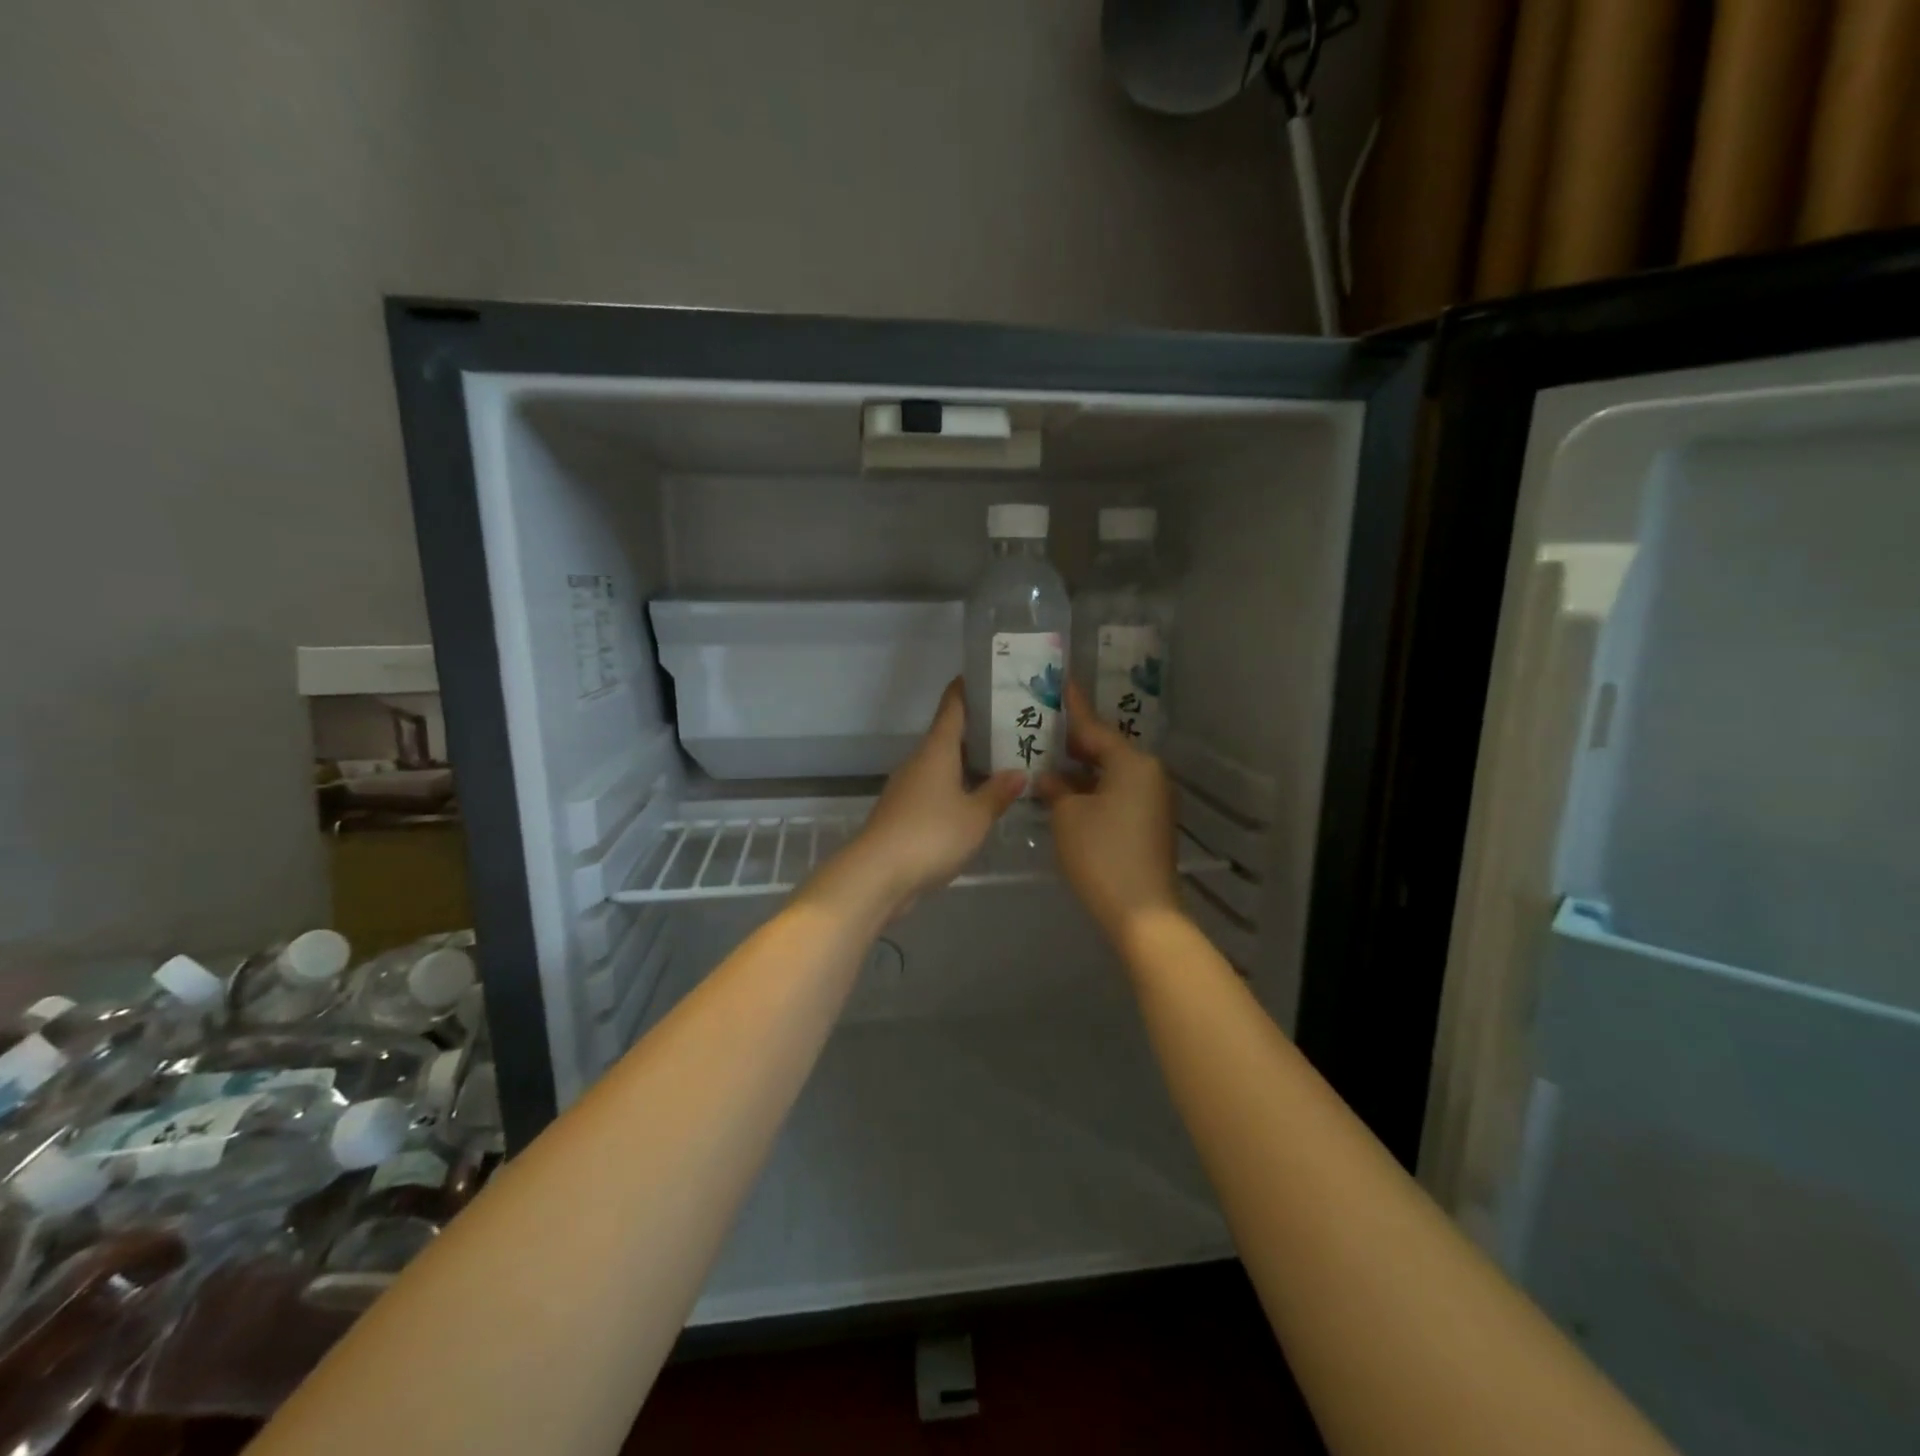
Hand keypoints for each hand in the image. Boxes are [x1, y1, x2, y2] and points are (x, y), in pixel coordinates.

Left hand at [832, 679, 1024, 914]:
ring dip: (969, 763)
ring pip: (943, 765)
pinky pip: (936, 791)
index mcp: (936, 750)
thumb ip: (997, 794)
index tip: (987, 676)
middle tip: (1014, 727)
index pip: (952, 707)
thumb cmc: (930, 834)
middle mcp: (920, 762)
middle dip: (979, 730)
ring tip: (1003, 764)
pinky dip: (957, 789)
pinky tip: (977, 802)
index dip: (968, 689)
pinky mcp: (904, 814)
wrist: (878, 874)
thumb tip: (1018, 772)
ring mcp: (908, 788)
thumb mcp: (975, 816)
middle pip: (949, 736)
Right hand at [1036, 680, 1179, 946]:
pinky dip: (1092, 790)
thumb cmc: (1101, 854)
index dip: (1073, 706)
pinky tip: (1066, 793)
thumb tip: (1051, 779)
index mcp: (1132, 763)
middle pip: (1105, 749)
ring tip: (1046, 760)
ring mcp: (1152, 800)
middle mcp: (1148, 774)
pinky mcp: (1149, 823)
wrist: (1141, 913)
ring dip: (1081, 770)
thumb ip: (1056, 789)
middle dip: (1073, 742)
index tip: (1060, 682)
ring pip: (1110, 773)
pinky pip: (1116, 793)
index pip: (1094, 727)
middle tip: (1041, 726)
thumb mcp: (1067, 816)